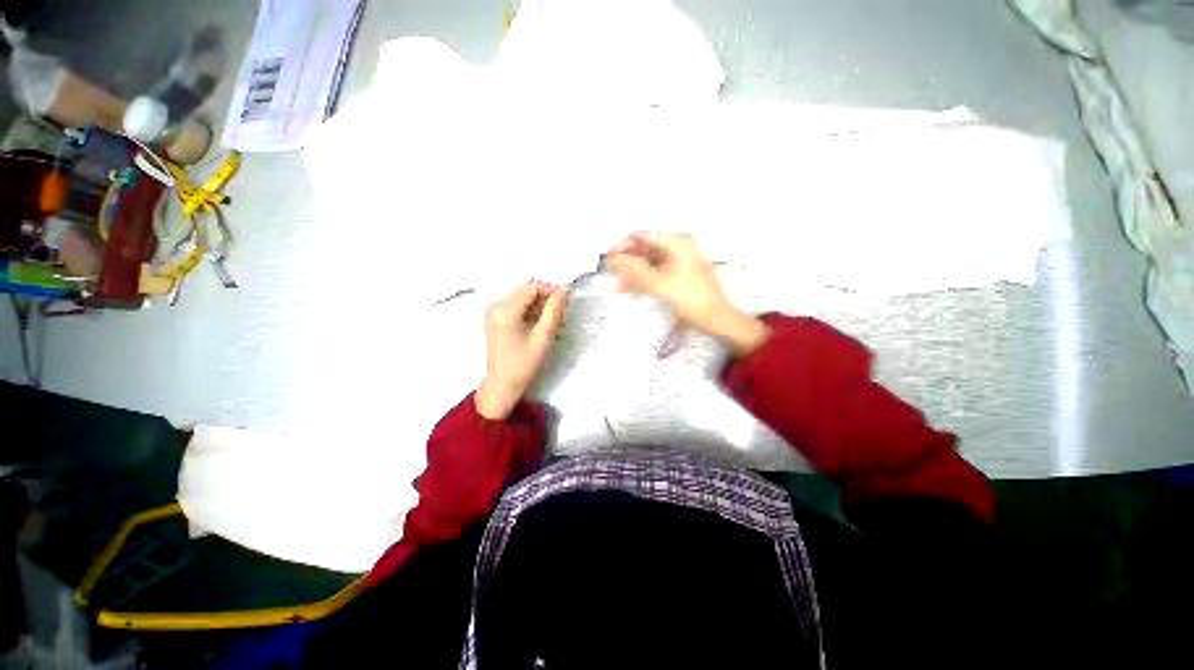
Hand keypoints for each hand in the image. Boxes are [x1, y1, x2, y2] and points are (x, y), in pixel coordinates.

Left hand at [475, 282, 566, 419]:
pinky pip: (518, 308)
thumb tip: (563, 290)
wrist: (503, 384)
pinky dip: (532, 315)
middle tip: (562, 318)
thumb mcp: (544, 336)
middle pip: (527, 293)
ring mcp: (494, 312)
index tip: (566, 304)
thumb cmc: (524, 363)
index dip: (551, 291)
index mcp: (505, 310)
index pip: (532, 288)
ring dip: (541, 309)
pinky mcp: (496, 319)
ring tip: (556, 326)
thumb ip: (554, 310)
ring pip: (524, 300)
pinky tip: (544, 328)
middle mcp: (496, 306)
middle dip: (547, 302)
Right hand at [607, 231, 769, 355]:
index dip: (624, 246)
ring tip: (613, 281)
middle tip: (608, 270)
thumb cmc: (692, 299)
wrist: (718, 320)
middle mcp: (678, 247)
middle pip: (645, 249)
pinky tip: (626, 288)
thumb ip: (635, 271)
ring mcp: (678, 262)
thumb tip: (613, 259)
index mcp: (677, 242)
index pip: (643, 236)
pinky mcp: (677, 276)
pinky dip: (641, 280)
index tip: (608, 257)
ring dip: (631, 272)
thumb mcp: (661, 285)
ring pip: (648, 263)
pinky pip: (654, 273)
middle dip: (626, 260)